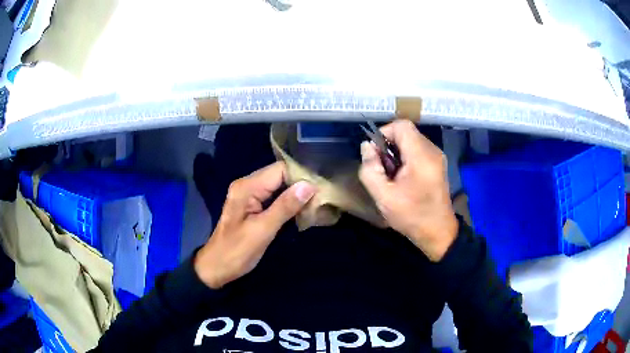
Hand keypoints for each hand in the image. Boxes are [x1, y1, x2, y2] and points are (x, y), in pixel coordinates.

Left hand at [194, 162, 315, 288]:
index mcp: (247, 187)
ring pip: (279, 186)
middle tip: (322, 197)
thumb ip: (285, 207)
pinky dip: (288, 202)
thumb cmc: (236, 251)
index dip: (301, 176)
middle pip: (280, 175)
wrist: (216, 267)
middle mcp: (248, 185)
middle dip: (301, 184)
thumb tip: (309, 186)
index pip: (280, 169)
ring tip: (317, 202)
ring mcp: (249, 195)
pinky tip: (302, 209)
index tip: (322, 188)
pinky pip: (274, 196)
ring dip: (296, 193)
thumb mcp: (262, 230)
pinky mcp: (253, 205)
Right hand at [359, 120, 457, 261]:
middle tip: (381, 168)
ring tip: (391, 174)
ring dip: (396, 152)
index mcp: (421, 156)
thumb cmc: (411, 216)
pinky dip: (406, 157)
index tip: (375, 153)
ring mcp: (437, 157)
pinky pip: (418, 150)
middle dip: (389, 145)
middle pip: (406, 132)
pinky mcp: (437, 164)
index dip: (384, 133)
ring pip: (411, 140)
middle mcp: (432, 151)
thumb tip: (367, 147)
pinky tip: (402, 177)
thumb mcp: (383, 196)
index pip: (401, 125)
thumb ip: (370, 169)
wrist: (438, 232)